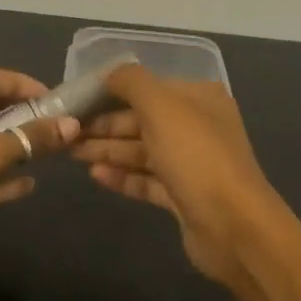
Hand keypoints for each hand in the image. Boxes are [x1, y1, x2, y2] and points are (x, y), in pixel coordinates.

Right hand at [74, 64, 285, 283]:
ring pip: (142, 151)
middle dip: (104, 125)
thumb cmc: (195, 156)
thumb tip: (108, 74)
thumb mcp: (160, 106)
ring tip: (72, 152)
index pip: (148, 88)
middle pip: (142, 120)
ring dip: (108, 150)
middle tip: (67, 131)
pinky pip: (147, 180)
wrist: (233, 227)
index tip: (77, 101)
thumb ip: (130, 82)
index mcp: (198, 98)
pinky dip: (122, 177)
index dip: (111, 93)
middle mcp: (197, 126)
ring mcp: (191, 164)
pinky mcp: (183, 196)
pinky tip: (95, 176)